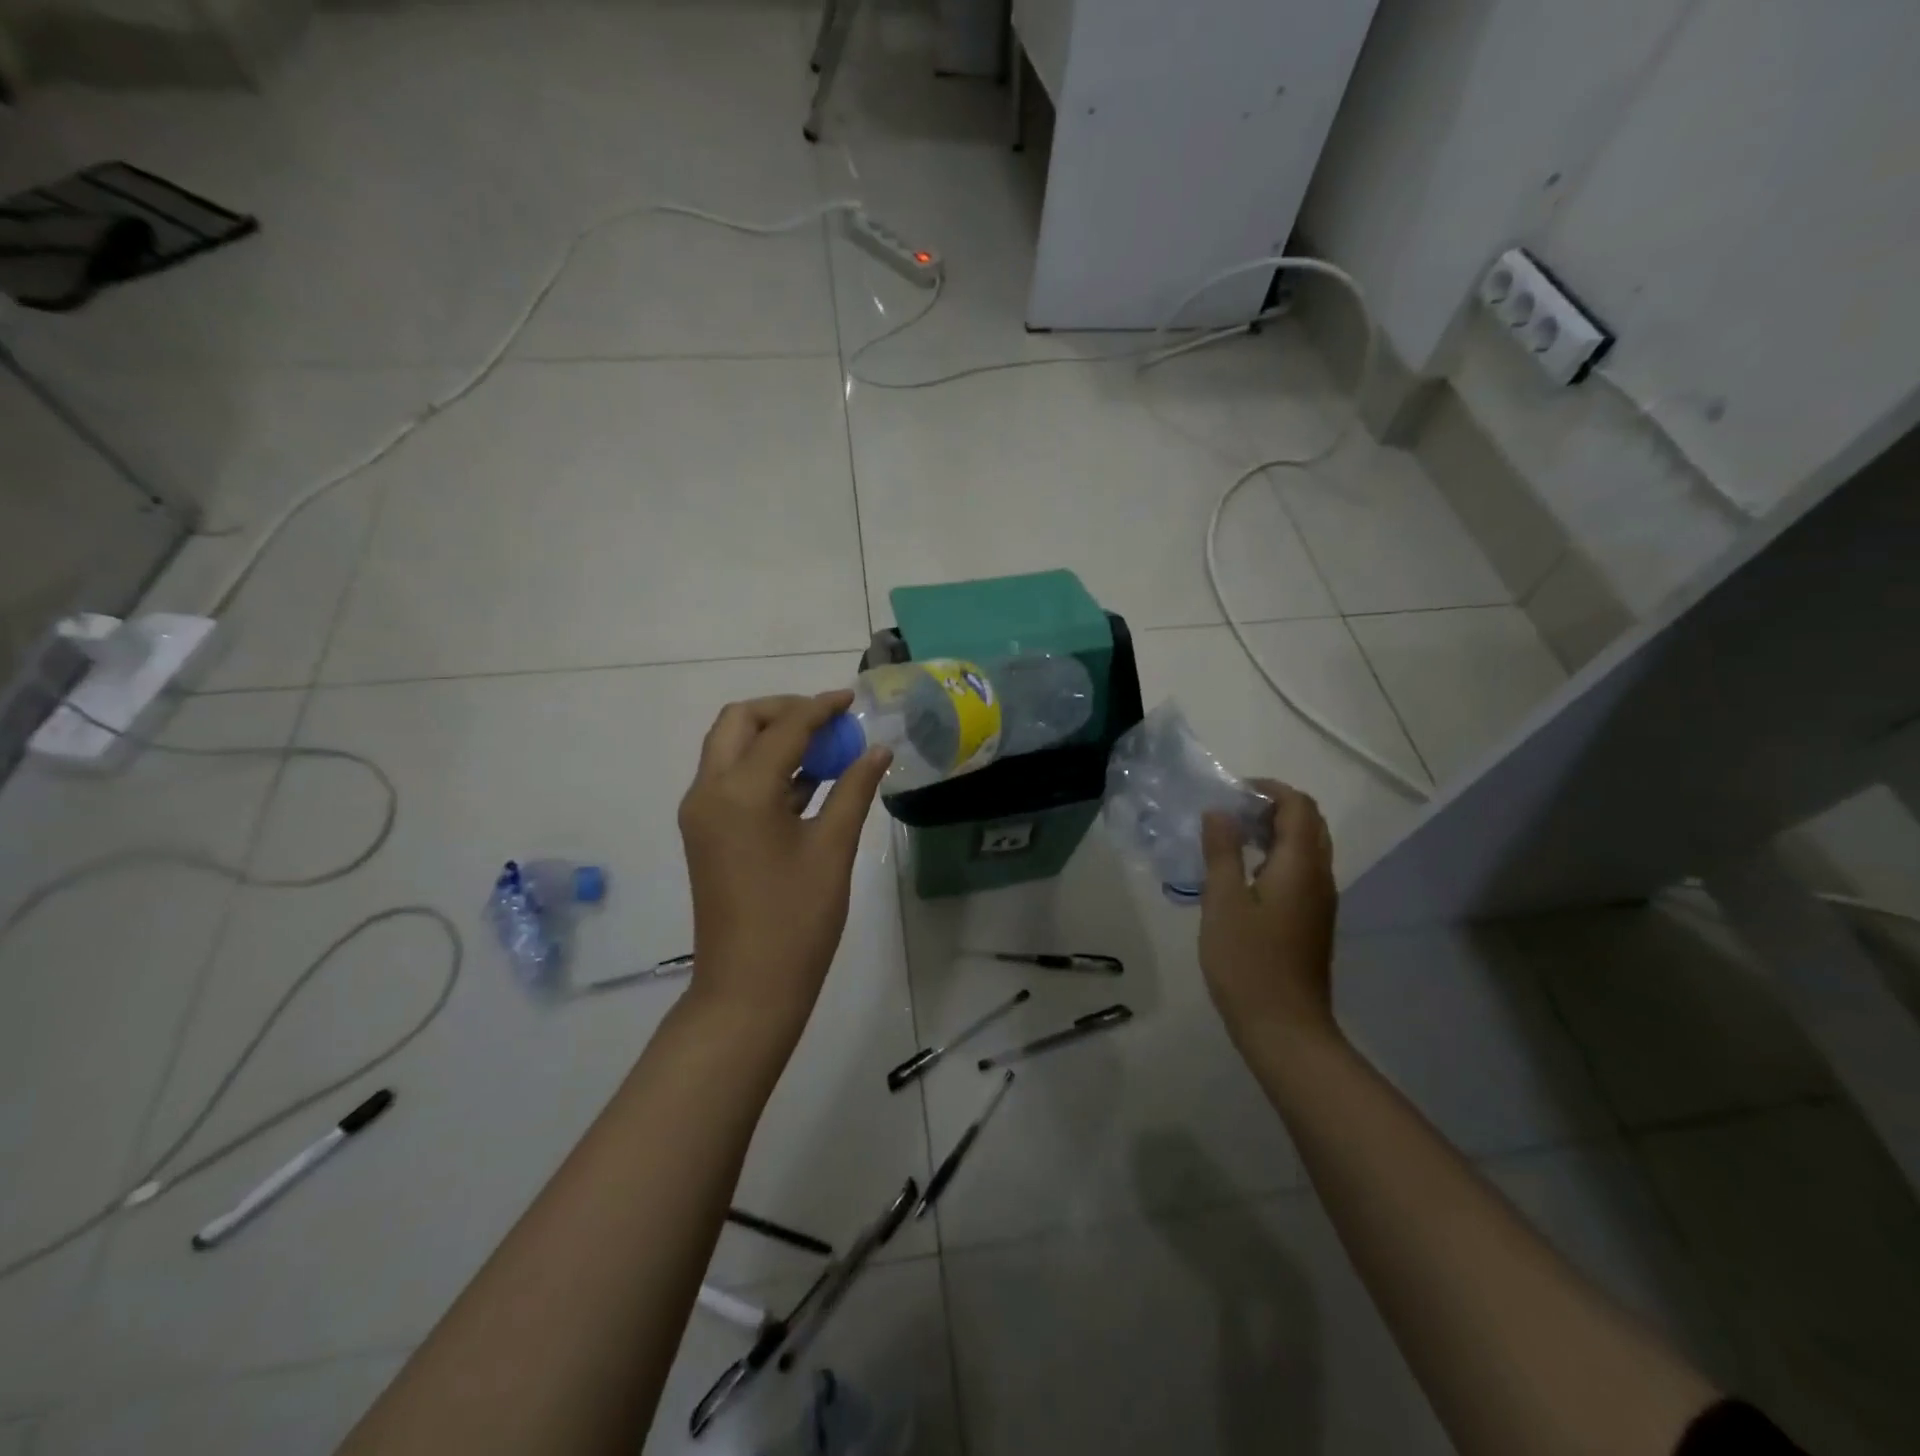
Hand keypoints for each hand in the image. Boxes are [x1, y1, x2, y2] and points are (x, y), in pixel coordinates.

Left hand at [678, 692, 890, 1035]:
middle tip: (829, 722)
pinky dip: (765, 768)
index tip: (852, 700)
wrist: (748, 988)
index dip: (821, 708)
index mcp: (740, 790)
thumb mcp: (833, 849)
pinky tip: (809, 780)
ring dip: (773, 737)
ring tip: (826, 747)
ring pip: (730, 749)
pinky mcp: (706, 833)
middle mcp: (709, 790)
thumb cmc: (797, 919)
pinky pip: (732, 780)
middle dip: (784, 711)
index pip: (784, 727)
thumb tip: (878, 750)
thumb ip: (854, 790)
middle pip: (739, 722)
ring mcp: (702, 812)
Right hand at [1197, 780, 1339, 1050]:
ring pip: (1306, 848)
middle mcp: (1319, 877)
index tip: (1231, 792)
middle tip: (1230, 812)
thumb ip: (1222, 852)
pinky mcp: (1311, 922)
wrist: (1284, 1028)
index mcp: (1300, 866)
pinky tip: (1242, 876)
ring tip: (1230, 838)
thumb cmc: (1248, 963)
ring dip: (1274, 832)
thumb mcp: (1223, 902)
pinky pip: (1300, 872)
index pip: (1297, 806)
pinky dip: (1275, 857)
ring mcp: (1319, 901)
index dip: (1268, 789)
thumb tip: (1219, 812)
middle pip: (1308, 823)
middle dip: (1272, 807)